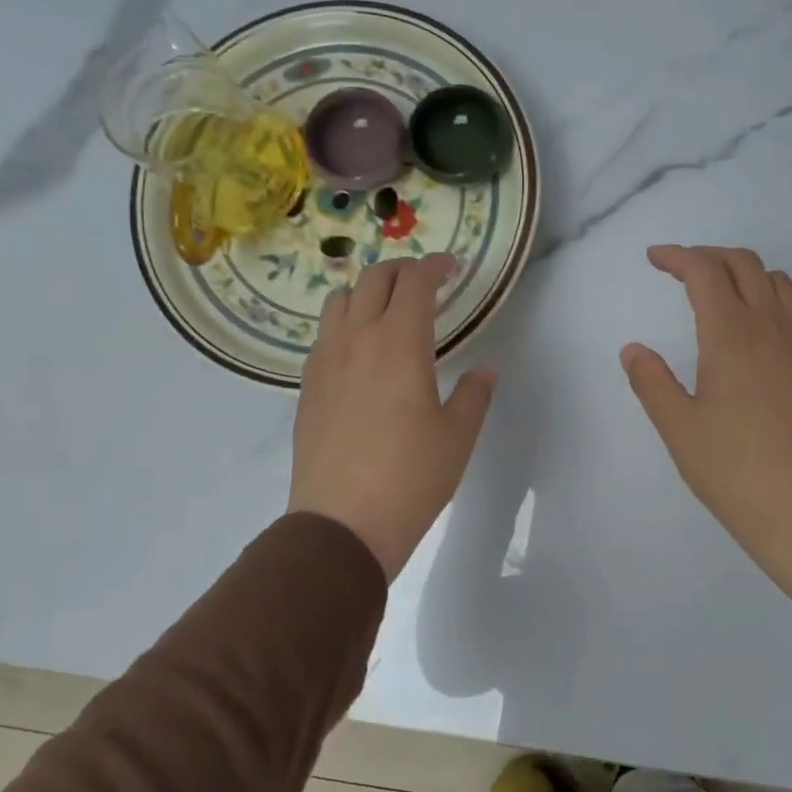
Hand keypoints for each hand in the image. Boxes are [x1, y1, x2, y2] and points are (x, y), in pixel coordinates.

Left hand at [288, 255, 496, 579]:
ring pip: (339, 301)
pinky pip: (324, 335)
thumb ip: (474, 396)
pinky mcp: (307, 387)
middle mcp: (357, 341)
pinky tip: (359, 353)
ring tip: (387, 311)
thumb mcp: (457, 437)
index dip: (435, 267)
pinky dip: (344, 324)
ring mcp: (325, 362)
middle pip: (373, 280)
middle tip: (425, 282)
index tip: (452, 268)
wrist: (342, 524)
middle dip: (402, 270)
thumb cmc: (411, 478)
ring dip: (366, 292)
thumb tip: (485, 372)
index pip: (415, 283)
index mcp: (400, 345)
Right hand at [622, 245, 791, 619]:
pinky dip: (768, 299)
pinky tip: (753, 330)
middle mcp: (769, 327)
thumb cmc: (730, 469)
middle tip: (680, 271)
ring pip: (776, 281)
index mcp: (730, 334)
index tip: (654, 259)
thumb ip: (651, 381)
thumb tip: (633, 350)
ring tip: (718, 293)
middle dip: (709, 256)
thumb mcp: (677, 426)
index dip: (677, 256)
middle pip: (744, 264)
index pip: (705, 271)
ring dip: (744, 273)